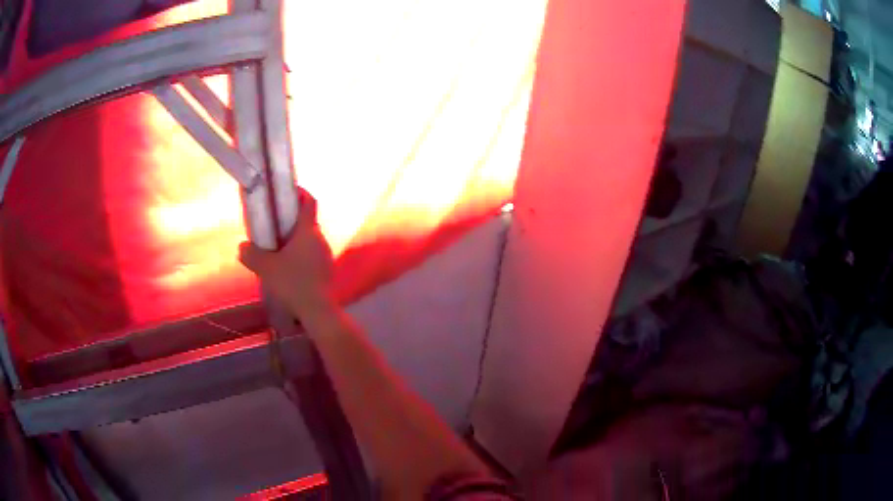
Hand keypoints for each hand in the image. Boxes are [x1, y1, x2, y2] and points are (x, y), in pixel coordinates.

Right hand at [238, 189, 335, 322]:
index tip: (288, 191)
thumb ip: (251, 254)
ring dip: (296, 242)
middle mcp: (321, 239)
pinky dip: (301, 257)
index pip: (309, 202)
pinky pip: (313, 257)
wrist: (318, 310)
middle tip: (274, 227)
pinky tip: (289, 271)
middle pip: (307, 223)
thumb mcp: (265, 268)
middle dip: (291, 222)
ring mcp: (327, 256)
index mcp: (308, 231)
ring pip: (310, 241)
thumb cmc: (292, 282)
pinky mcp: (328, 271)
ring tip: (278, 251)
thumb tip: (242, 247)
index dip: (300, 193)